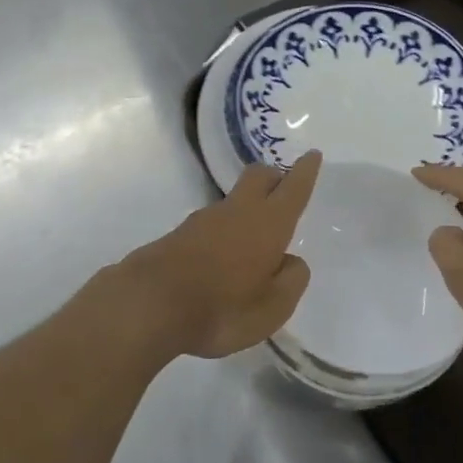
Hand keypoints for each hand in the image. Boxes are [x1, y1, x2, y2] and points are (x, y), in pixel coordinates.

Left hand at [114, 151, 322, 359]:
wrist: (149, 305)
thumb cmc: (222, 308)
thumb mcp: (272, 308)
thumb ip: (290, 281)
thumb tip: (290, 261)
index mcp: (268, 224)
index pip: (293, 188)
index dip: (305, 171)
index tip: (312, 154)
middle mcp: (237, 212)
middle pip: (259, 177)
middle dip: (274, 176)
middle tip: (284, 188)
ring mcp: (204, 220)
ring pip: (234, 200)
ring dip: (247, 208)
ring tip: (254, 240)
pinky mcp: (180, 234)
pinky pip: (212, 223)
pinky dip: (225, 231)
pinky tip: (224, 258)